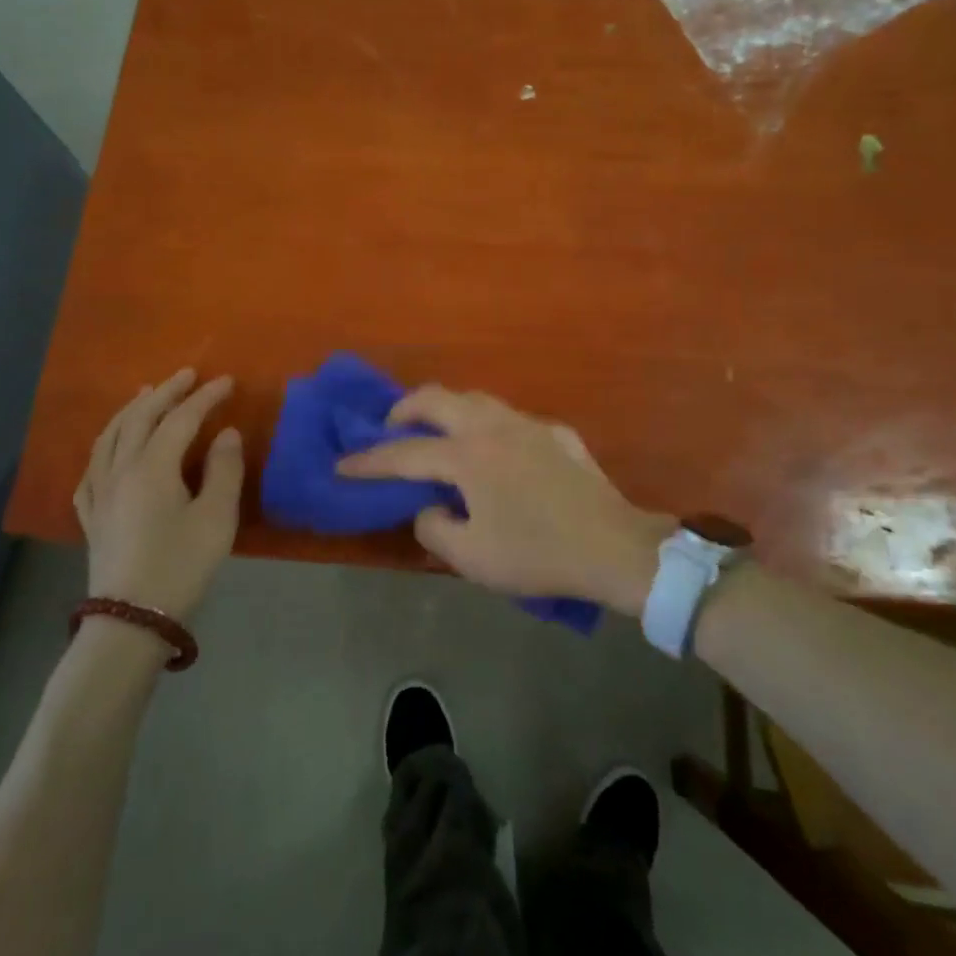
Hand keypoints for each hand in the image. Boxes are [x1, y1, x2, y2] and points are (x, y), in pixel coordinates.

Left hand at [75, 369, 243, 619]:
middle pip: (140, 418)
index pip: (180, 418)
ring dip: (131, 410)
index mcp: (152, 467)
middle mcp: (120, 470)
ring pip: (110, 436)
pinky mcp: (91, 515)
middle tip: (188, 374)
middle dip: (166, 392)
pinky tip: (109, 448)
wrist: (131, 619)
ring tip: (146, 394)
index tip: (227, 381)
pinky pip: (92, 466)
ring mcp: (99, 492)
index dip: (205, 397)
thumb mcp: (216, 519)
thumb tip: (226, 433)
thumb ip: (224, 470)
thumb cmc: (180, 566)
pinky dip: (105, 445)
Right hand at [335, 386, 673, 615]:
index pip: (404, 453)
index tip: (342, 464)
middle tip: (389, 428)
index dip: (368, 461)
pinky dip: (489, 427)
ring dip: (447, 409)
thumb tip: (429, 507)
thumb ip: (435, 527)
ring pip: (476, 398)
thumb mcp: (471, 556)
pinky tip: (496, 452)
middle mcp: (494, 427)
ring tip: (437, 432)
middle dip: (404, 409)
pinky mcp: (557, 433)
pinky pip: (512, 419)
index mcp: (468, 456)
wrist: (613, 548)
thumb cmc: (537, 554)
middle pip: (437, 399)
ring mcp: (529, 424)